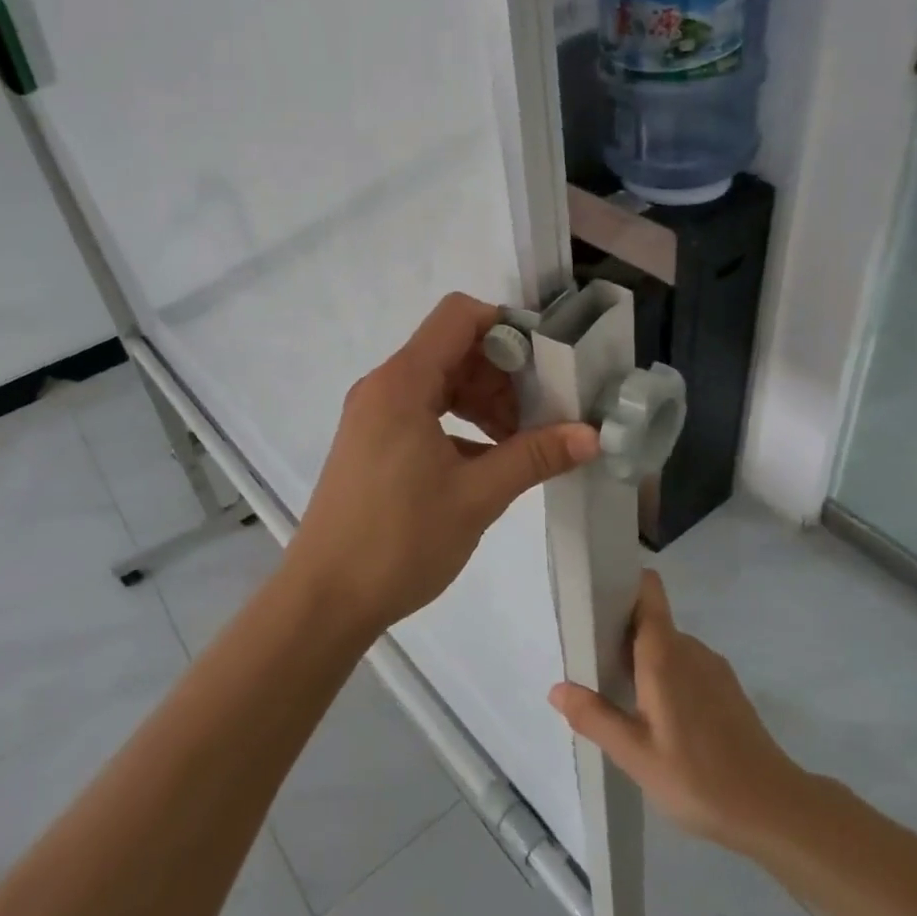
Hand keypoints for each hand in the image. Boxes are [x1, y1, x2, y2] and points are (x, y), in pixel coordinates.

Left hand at [292, 293, 600, 634]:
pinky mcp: (372, 442)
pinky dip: (459, 423)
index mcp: (403, 383)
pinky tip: (486, 461)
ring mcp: (373, 415)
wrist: (324, 599)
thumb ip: (534, 456)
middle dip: (503, 373)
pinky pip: (423, 411)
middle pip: (453, 349)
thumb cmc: (399, 542)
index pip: (459, 316)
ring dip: (483, 401)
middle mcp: (384, 387)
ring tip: (519, 442)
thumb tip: (591, 435)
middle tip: (542, 413)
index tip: (547, 363)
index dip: (507, 327)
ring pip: (440, 382)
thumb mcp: (476, 496)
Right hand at [550, 570, 804, 855]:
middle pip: (649, 619)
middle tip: (591, 666)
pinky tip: (659, 721)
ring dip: (642, 661)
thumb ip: (594, 717)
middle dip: (619, 634)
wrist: (775, 810)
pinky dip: (666, 678)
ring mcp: (712, 667)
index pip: (647, 589)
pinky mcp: (727, 688)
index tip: (593, 600)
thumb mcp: (635, 755)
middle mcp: (689, 648)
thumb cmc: (699, 778)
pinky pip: (686, 666)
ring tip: (620, 699)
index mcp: (664, 652)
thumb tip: (556, 688)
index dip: (621, 584)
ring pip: (667, 646)